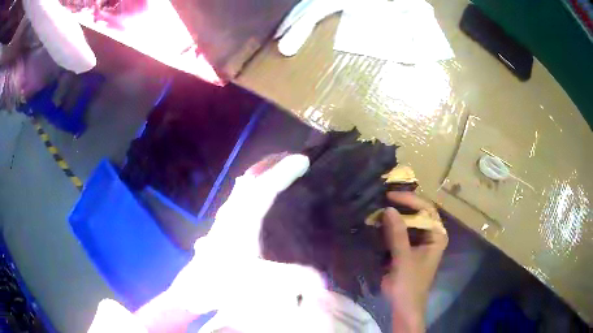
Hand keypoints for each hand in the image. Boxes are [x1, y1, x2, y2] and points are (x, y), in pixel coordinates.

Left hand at [133, 154, 331, 332]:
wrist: (194, 290)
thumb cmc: (222, 285)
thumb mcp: (260, 284)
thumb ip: (292, 279)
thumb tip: (321, 279)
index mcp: (241, 222)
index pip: (264, 188)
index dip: (284, 172)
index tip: (303, 160)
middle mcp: (231, 214)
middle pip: (251, 180)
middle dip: (272, 165)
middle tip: (292, 159)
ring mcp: (224, 220)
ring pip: (243, 188)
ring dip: (262, 175)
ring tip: (278, 170)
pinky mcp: (223, 228)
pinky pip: (240, 198)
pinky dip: (253, 188)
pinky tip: (257, 195)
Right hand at [381, 192, 447, 332]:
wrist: (404, 305)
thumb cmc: (409, 283)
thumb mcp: (404, 258)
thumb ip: (398, 234)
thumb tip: (388, 209)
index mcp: (437, 235)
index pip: (427, 209)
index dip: (410, 200)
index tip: (391, 196)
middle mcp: (431, 235)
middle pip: (419, 213)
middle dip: (402, 205)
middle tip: (383, 198)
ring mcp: (420, 242)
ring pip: (409, 222)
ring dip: (395, 215)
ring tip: (379, 206)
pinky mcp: (409, 248)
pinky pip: (401, 232)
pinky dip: (391, 226)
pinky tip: (378, 221)